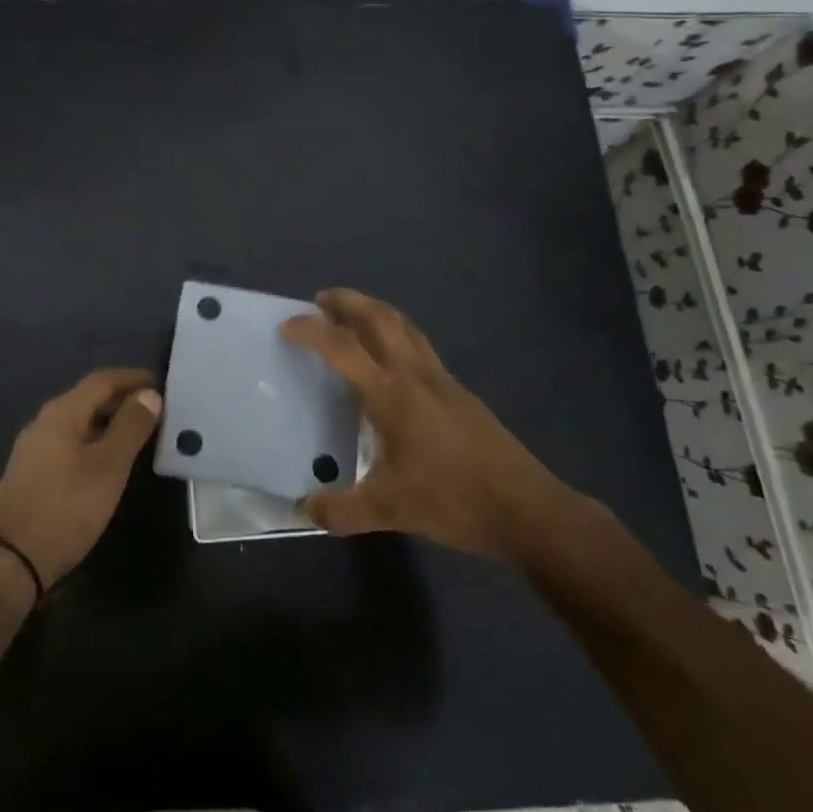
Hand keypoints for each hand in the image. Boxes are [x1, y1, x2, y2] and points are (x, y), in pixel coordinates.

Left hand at [0, 368, 161, 590]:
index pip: (101, 380)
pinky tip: (106, 462)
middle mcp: (43, 421)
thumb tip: (149, 394)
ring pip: (78, 422)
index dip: (132, 378)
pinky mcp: (29, 472)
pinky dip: (92, 441)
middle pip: (88, 398)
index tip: (160, 383)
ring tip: (137, 435)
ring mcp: (32, 448)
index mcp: (62, 412)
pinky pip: (68, 442)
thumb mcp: (108, 467)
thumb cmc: (66, 507)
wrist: (10, 561)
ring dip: (107, 422)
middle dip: (121, 400)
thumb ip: (130, 427)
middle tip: (154, 411)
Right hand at [280, 289, 581, 559]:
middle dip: (348, 301)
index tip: (287, 325)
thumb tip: (304, 508)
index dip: (311, 330)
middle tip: (322, 300)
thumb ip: (341, 510)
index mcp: (392, 395)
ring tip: (352, 317)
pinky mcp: (459, 393)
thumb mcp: (388, 511)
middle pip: (380, 317)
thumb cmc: (452, 501)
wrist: (526, 509)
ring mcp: (442, 380)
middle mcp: (416, 375)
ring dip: (375, 311)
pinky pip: (420, 346)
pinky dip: (396, 335)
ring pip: (405, 326)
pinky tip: (390, 362)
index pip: (343, 347)